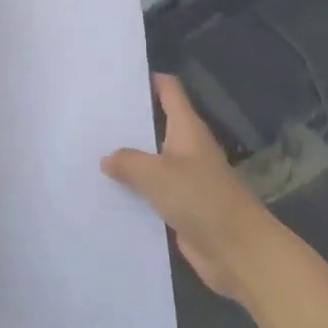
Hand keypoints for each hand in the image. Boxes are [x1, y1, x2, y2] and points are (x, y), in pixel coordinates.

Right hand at [102, 75, 273, 303]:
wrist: (237, 250)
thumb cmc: (200, 199)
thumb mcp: (156, 174)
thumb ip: (128, 161)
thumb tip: (107, 158)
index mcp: (187, 129)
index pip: (169, 91)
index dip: (147, 79)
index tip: (116, 77)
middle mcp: (187, 149)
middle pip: (156, 124)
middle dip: (127, 120)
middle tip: (90, 115)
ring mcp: (185, 179)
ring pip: (151, 160)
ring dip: (127, 158)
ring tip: (89, 151)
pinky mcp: (181, 207)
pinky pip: (151, 192)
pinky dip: (133, 190)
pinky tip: (106, 192)